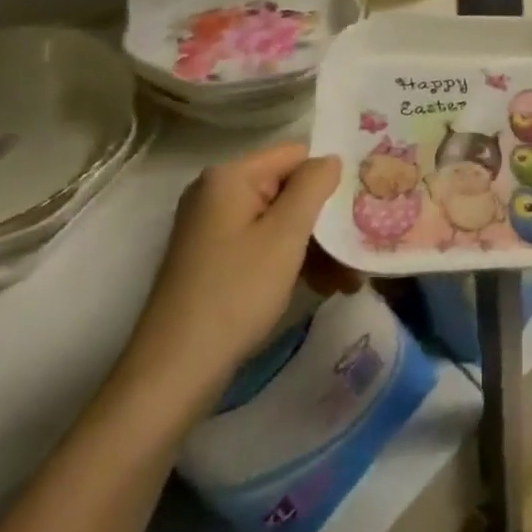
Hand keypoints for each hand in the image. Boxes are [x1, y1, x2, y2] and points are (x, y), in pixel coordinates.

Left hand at [114, 143, 351, 426]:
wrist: (173, 375)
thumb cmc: (235, 294)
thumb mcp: (285, 235)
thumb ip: (313, 186)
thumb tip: (331, 159)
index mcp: (229, 177)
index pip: (296, 156)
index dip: (329, 179)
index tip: (359, 207)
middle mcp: (217, 194)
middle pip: (289, 190)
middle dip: (325, 222)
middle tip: (357, 251)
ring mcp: (213, 229)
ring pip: (280, 222)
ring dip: (315, 247)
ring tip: (348, 280)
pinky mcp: (213, 260)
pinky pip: (263, 245)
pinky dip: (292, 262)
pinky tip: (323, 286)